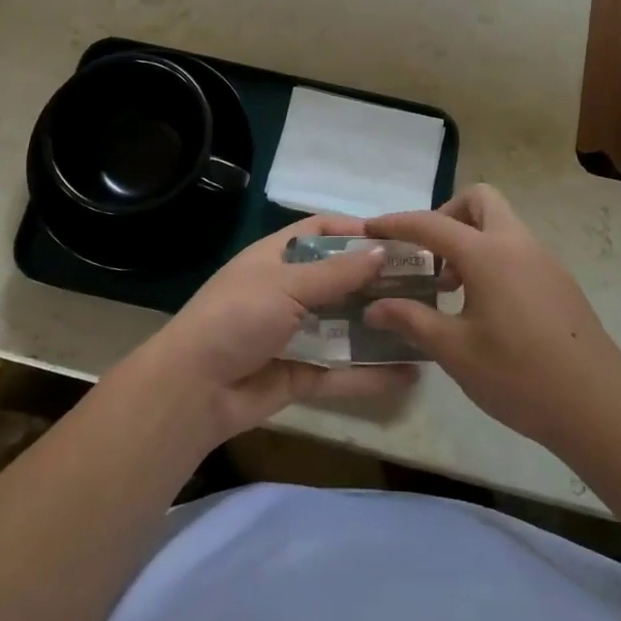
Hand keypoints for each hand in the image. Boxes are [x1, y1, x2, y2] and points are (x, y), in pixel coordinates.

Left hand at [122, 215, 417, 446]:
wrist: (194, 388)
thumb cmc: (237, 317)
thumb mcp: (286, 285)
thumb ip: (336, 273)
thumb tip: (382, 250)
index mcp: (276, 258)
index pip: (320, 233)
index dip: (355, 232)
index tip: (399, 239)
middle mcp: (288, 292)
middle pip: (340, 280)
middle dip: (378, 282)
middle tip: (427, 284)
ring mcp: (295, 335)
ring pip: (346, 327)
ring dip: (380, 326)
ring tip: (427, 325)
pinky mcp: (300, 375)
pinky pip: (342, 372)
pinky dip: (372, 374)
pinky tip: (410, 374)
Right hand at [365, 185, 620, 451]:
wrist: (600, 409)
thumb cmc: (519, 376)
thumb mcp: (455, 351)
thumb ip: (411, 320)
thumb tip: (374, 307)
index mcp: (488, 254)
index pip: (431, 224)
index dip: (396, 223)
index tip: (370, 229)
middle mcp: (518, 244)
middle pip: (479, 200)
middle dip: (446, 215)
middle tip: (427, 254)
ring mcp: (544, 260)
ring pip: (501, 225)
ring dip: (469, 240)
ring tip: (449, 288)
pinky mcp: (559, 282)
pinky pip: (517, 249)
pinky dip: (491, 258)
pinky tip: (483, 306)